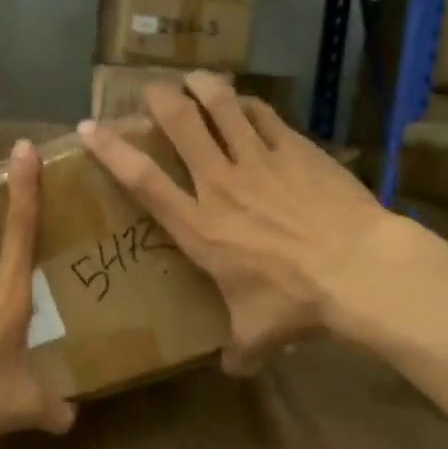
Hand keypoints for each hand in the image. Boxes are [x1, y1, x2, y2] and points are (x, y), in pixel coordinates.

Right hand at [79, 73, 385, 373]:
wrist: (358, 269)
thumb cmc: (296, 301)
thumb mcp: (258, 335)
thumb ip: (239, 350)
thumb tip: (234, 370)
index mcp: (199, 227)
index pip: (144, 180)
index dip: (112, 150)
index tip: (89, 127)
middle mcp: (221, 185)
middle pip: (181, 126)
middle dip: (159, 100)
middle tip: (151, 90)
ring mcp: (260, 161)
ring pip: (222, 107)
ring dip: (203, 87)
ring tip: (193, 78)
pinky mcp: (296, 150)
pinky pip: (264, 115)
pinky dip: (248, 104)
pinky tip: (244, 101)